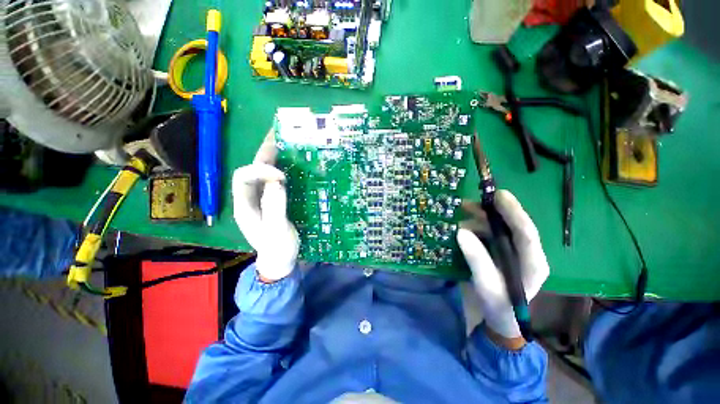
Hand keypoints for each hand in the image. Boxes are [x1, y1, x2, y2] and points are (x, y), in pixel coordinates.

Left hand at [232, 131, 298, 281]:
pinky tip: (291, 164)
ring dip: (271, 158)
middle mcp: (249, 199)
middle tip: (278, 139)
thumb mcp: (277, 230)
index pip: (244, 178)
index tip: (281, 176)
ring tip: (284, 144)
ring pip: (262, 174)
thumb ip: (275, 207)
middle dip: (263, 155)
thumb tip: (277, 182)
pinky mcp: (272, 201)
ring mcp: (261, 199)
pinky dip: (280, 169)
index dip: (260, 171)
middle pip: (251, 171)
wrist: (280, 260)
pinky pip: (273, 181)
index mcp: (244, 206)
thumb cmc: (278, 248)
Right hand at [457, 190, 549, 340]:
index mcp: (533, 263)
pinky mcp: (502, 250)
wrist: (500, 317)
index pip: (527, 233)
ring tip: (462, 211)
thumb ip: (477, 259)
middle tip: (470, 202)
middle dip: (492, 211)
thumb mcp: (486, 285)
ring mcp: (514, 250)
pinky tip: (463, 224)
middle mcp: (527, 252)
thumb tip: (461, 231)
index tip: (498, 196)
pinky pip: (490, 232)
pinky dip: (476, 225)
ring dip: (481, 217)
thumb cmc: (497, 305)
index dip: (514, 212)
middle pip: (513, 225)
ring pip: (500, 226)